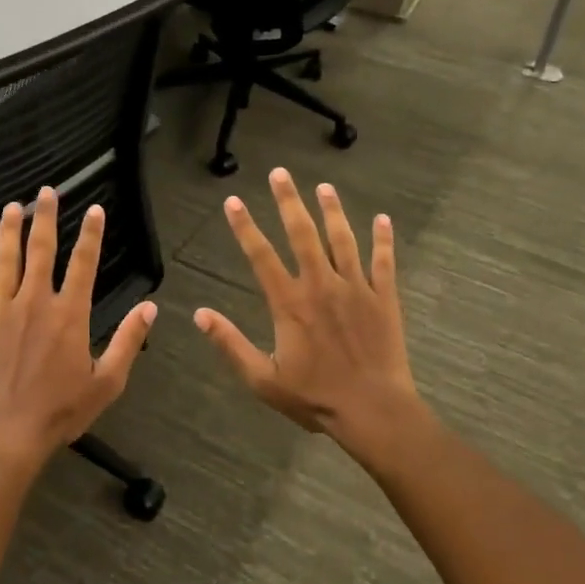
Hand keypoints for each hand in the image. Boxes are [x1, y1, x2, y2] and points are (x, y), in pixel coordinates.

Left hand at [0, 187, 156, 469]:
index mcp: (70, 314)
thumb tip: (150, 307)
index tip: (95, 208)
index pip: (84, 263)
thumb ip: (129, 340)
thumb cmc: (61, 411)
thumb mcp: (108, 381)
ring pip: (5, 262)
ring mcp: (2, 312)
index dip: (91, 234)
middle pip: (41, 251)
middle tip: (46, 191)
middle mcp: (36, 303)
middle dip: (46, 218)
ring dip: (9, 232)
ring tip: (12, 207)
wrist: (7, 434)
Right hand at [194, 168, 427, 469]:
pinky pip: (384, 261)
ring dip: (333, 211)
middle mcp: (321, 285)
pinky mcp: (384, 298)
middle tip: (280, 173)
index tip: (233, 201)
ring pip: (343, 240)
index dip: (245, 227)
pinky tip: (383, 219)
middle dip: (288, 201)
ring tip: (324, 187)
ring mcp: (356, 288)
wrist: (373, 410)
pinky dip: (384, 239)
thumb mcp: (263, 379)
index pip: (261, 256)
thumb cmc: (315, 397)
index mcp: (290, 303)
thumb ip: (230, 344)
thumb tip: (200, 315)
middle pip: (303, 234)